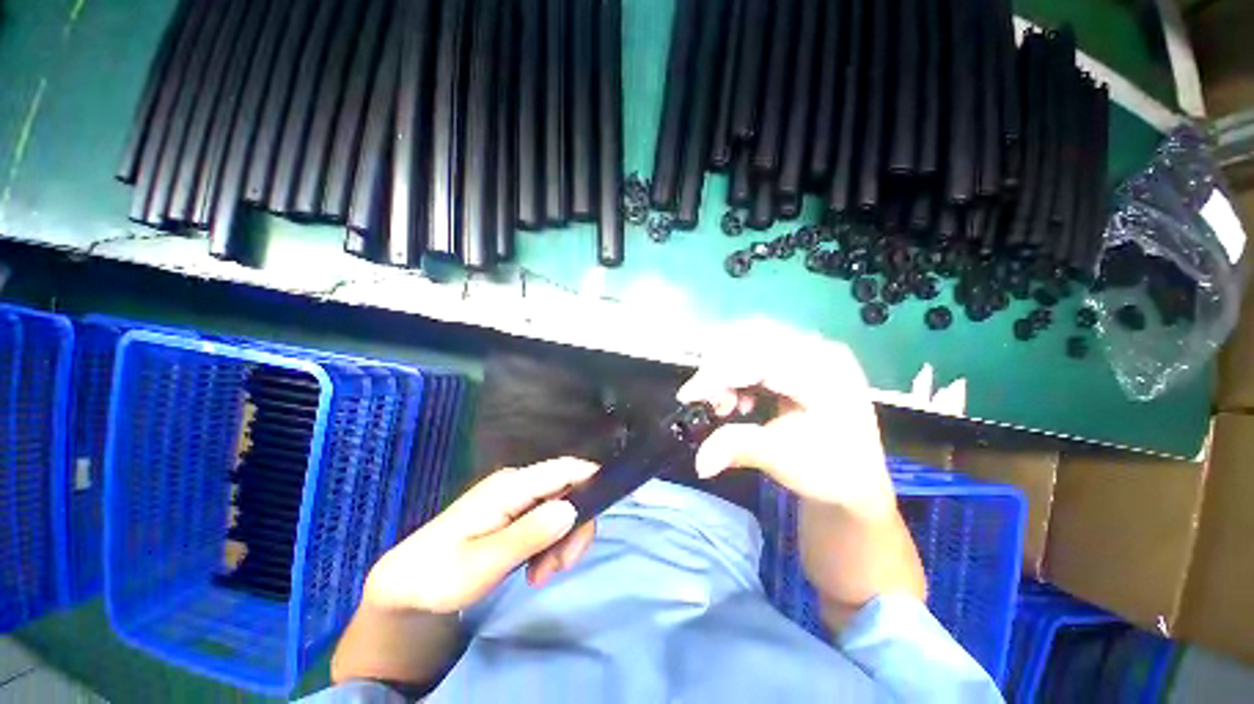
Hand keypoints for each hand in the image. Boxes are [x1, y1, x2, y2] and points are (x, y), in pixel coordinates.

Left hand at [364, 458, 599, 614]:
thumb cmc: (439, 575)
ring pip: (559, 505)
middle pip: (567, 488)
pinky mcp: (512, 511)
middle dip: (573, 526)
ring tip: (541, 576)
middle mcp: (517, 483)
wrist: (404, 585)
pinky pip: (545, 517)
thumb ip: (529, 534)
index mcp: (511, 487)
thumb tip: (571, 509)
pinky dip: (549, 541)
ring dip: (561, 539)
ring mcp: (515, 497)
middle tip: (560, 568)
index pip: (565, 469)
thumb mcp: (484, 563)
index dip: (592, 480)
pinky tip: (536, 567)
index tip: (604, 512)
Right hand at [677, 325, 925, 623]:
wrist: (855, 480)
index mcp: (824, 373)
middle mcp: (818, 351)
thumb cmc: (828, 471)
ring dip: (726, 369)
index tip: (687, 396)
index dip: (717, 374)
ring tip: (726, 405)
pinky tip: (739, 399)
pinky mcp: (798, 359)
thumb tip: (700, 462)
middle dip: (720, 368)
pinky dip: (736, 372)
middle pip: (752, 338)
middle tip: (710, 401)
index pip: (758, 359)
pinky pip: (755, 351)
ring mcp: (809, 351)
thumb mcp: (783, 459)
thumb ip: (739, 449)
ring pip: (750, 341)